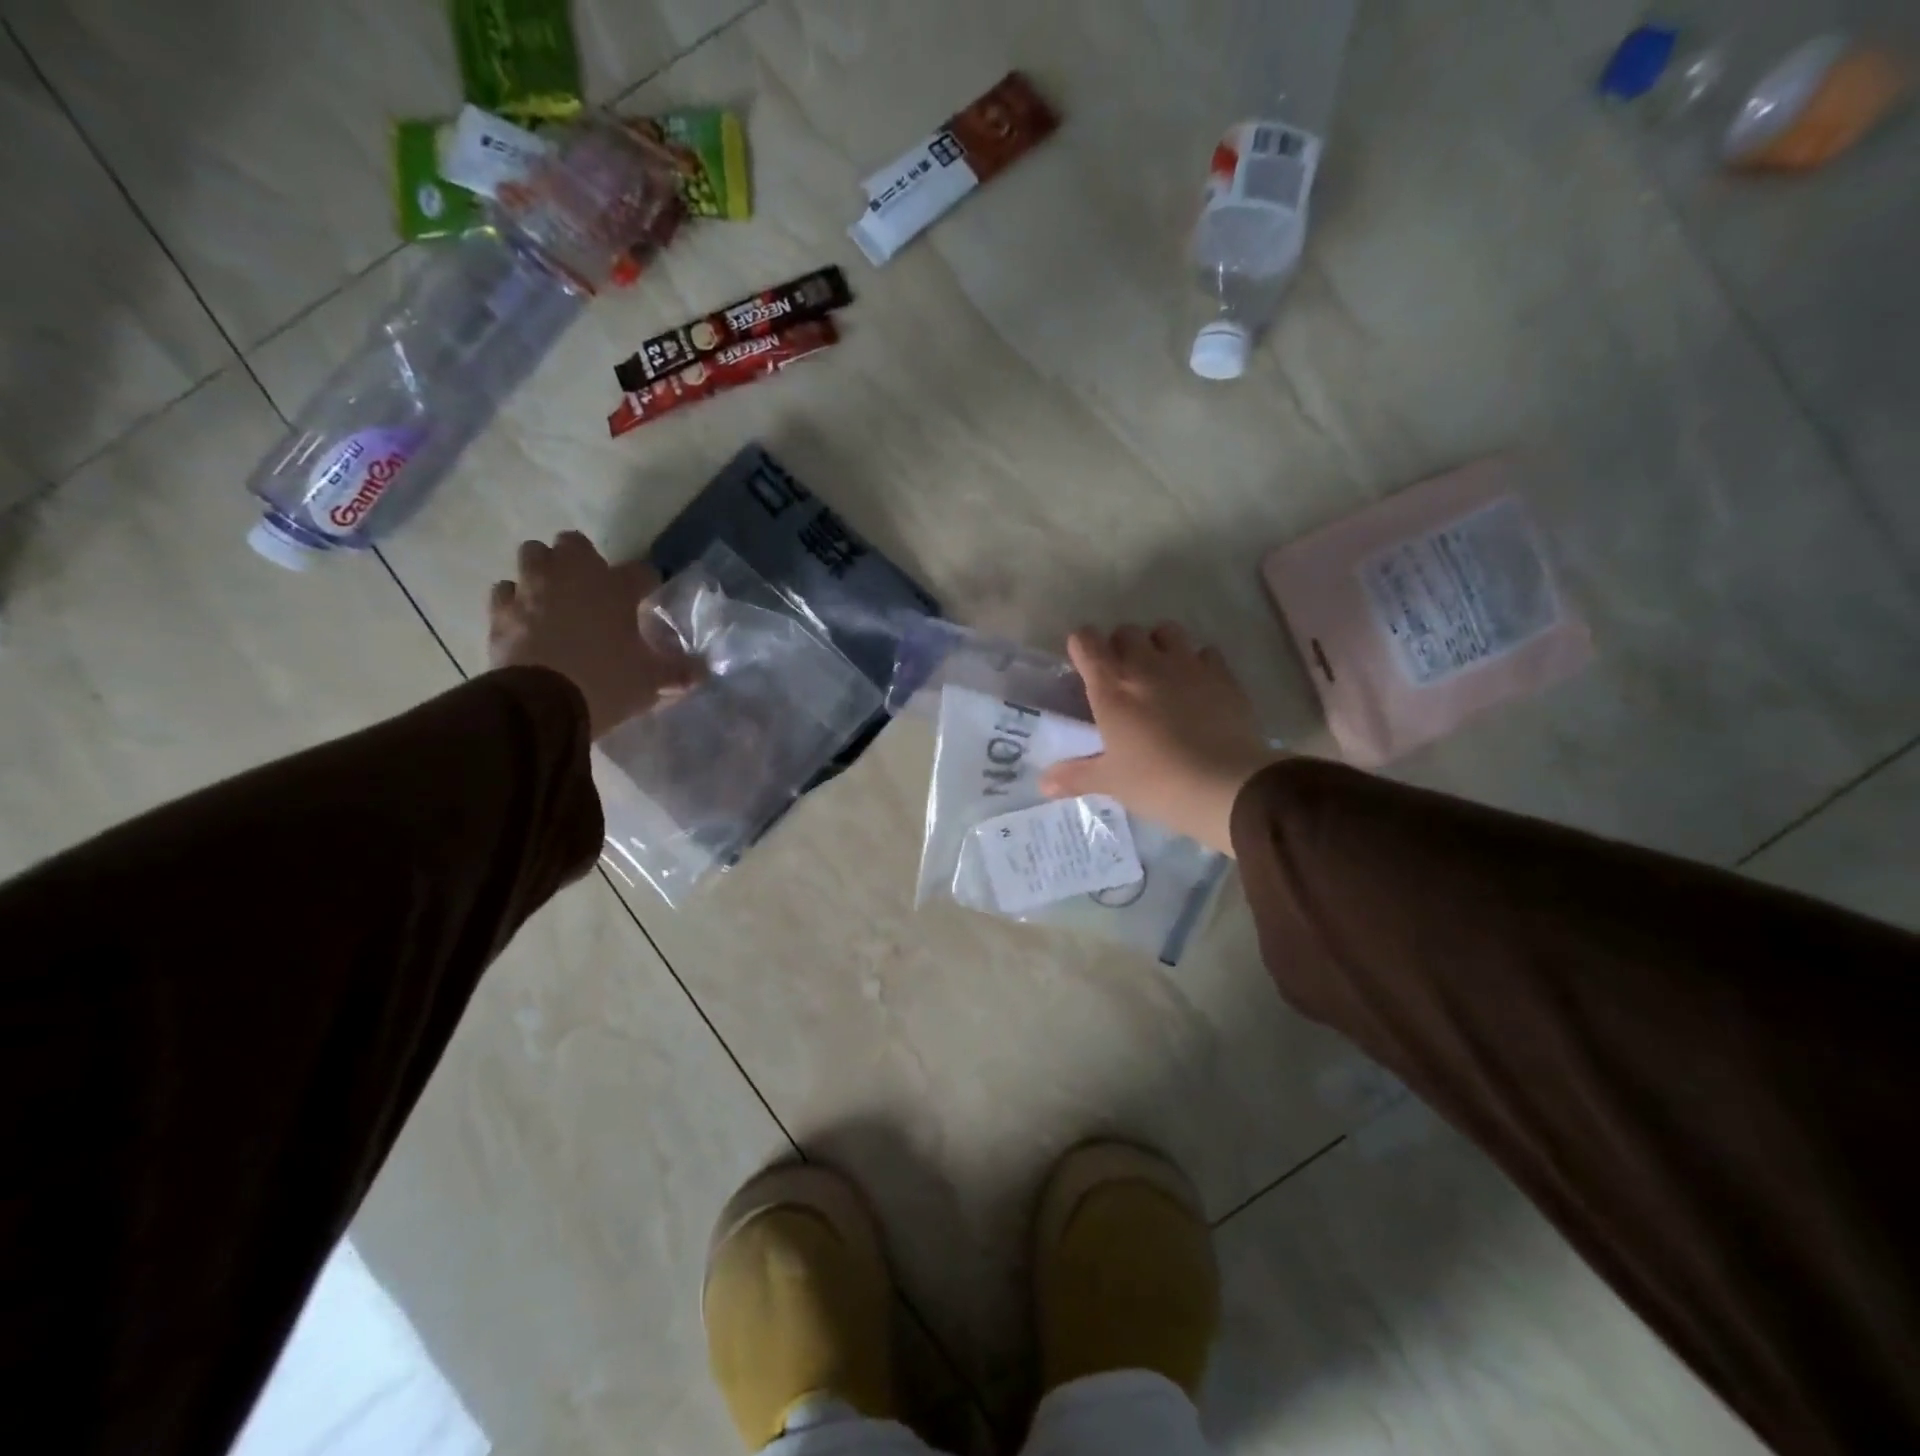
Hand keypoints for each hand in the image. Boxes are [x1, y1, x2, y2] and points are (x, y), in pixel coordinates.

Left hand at [488, 532, 697, 738]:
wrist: (542, 705)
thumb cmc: (606, 683)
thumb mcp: (651, 682)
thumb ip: (678, 673)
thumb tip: (702, 672)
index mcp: (615, 588)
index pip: (641, 571)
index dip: (647, 583)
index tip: (648, 597)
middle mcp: (571, 577)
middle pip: (574, 544)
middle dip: (582, 560)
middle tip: (593, 588)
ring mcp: (531, 590)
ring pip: (533, 556)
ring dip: (544, 570)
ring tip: (555, 596)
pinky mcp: (501, 611)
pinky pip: (506, 592)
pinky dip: (516, 600)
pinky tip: (525, 618)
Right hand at [1040, 623, 1281, 856]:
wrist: (1225, 785)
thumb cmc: (1156, 782)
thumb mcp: (1110, 781)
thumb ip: (1075, 776)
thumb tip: (1042, 784)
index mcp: (1111, 687)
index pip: (1086, 641)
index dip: (1082, 647)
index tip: (1083, 665)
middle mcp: (1146, 666)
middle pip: (1126, 631)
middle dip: (1120, 646)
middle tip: (1121, 676)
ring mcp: (1187, 665)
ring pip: (1167, 631)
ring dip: (1158, 644)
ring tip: (1159, 672)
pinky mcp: (1223, 675)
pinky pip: (1205, 652)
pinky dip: (1197, 662)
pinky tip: (1197, 686)